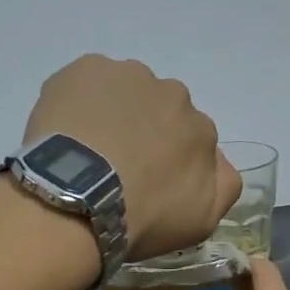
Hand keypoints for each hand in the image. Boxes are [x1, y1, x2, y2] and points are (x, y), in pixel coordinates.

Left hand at [23, 55, 240, 260]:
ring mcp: (129, 76)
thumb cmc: (142, 217)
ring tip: (86, 148)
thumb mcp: (202, 221)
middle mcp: (173, 94)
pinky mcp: (87, 68)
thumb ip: (224, 185)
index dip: (168, 159)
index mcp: (202, 130)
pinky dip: (79, 100)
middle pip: (160, 110)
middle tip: (115, 165)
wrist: (77, 199)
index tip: (147, 180)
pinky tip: (65, 128)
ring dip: (113, 113)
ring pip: (124, 92)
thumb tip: (217, 158)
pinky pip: (87, 81)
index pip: (191, 140)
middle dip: (143, 131)